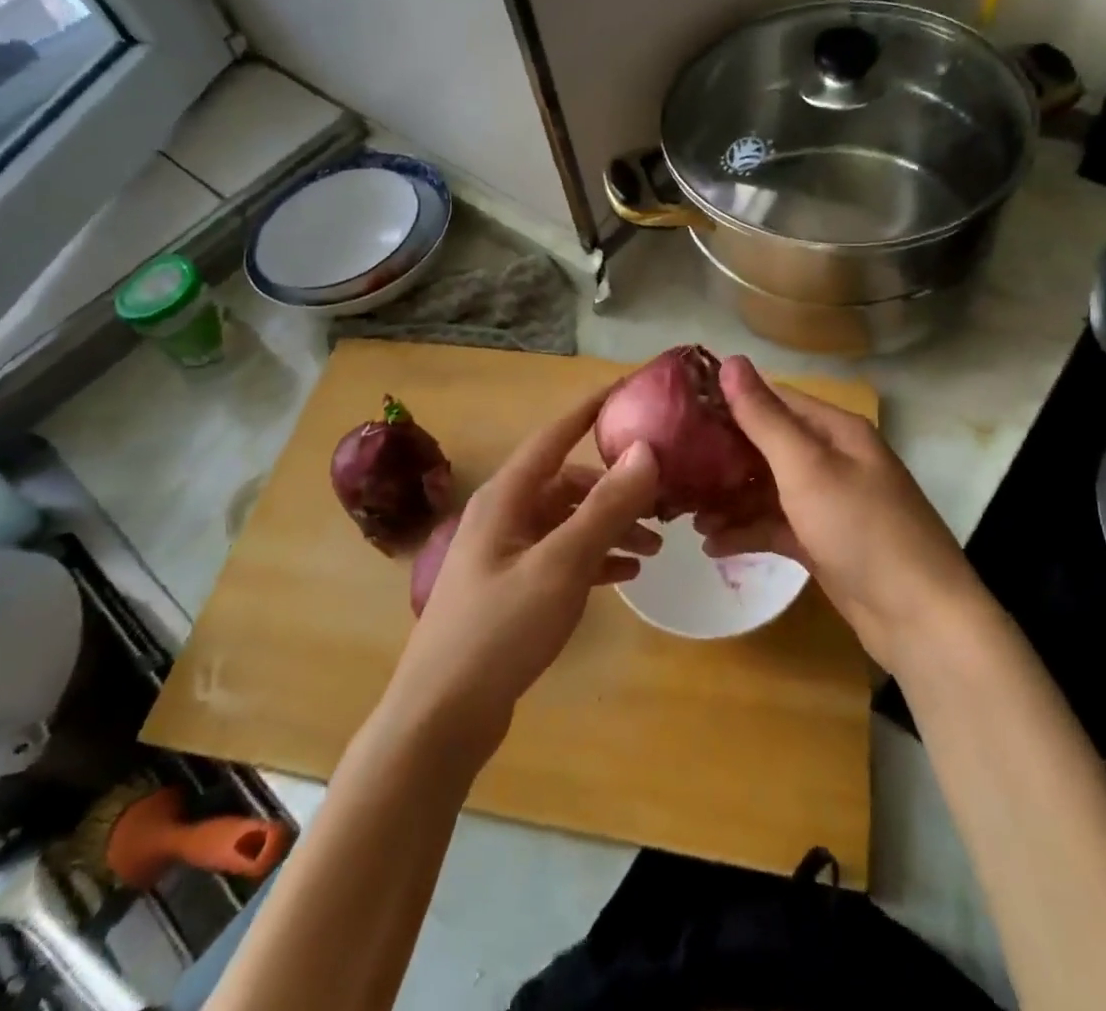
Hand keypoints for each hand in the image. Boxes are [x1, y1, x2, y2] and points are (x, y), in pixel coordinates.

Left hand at [389, 391, 660, 757]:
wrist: (441, 717)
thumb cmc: (499, 630)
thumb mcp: (561, 564)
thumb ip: (605, 507)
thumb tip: (645, 450)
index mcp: (507, 496)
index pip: (555, 433)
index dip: (591, 408)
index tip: (630, 388)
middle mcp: (504, 513)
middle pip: (568, 481)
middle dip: (616, 486)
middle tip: (664, 499)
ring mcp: (506, 551)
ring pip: (568, 520)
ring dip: (610, 526)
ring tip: (654, 547)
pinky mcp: (512, 586)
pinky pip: (562, 555)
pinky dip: (594, 557)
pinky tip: (625, 574)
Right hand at [695, 356, 982, 672]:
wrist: (918, 617)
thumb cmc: (861, 527)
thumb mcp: (807, 467)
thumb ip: (764, 417)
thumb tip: (731, 361)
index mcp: (835, 431)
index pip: (775, 400)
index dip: (730, 401)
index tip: (681, 409)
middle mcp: (832, 459)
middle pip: (768, 446)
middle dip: (723, 457)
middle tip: (674, 466)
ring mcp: (828, 503)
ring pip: (768, 489)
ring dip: (730, 499)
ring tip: (687, 514)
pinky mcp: (822, 542)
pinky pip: (776, 526)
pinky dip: (747, 531)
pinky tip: (712, 544)